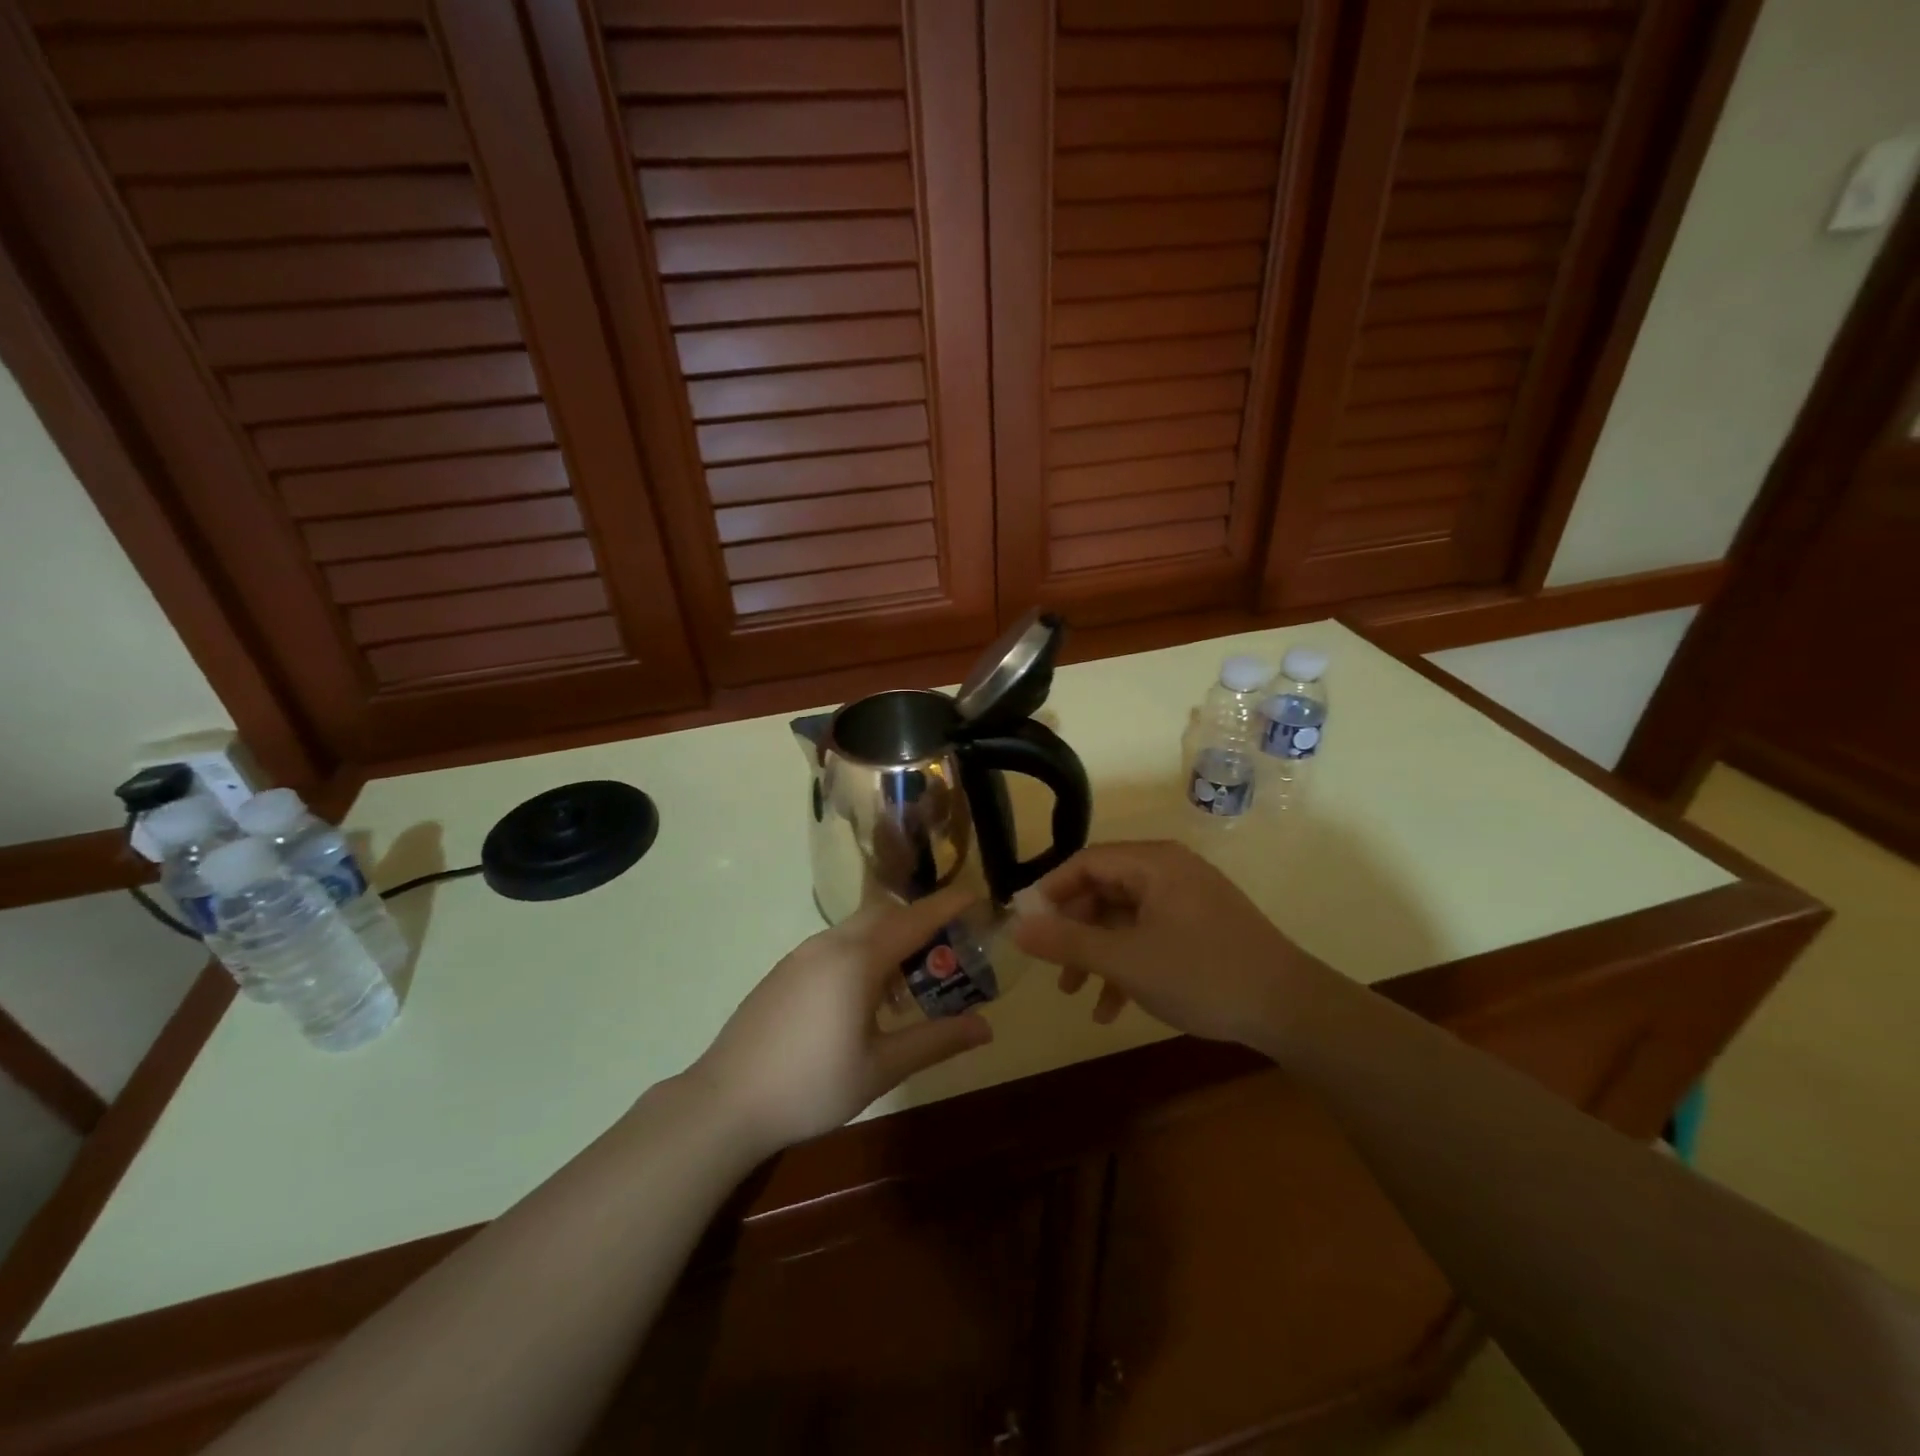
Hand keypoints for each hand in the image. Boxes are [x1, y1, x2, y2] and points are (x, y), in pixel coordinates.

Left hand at [688, 886, 992, 1158]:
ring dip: (889, 939)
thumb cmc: (811, 1086)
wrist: (725, 1102)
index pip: (914, 918)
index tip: (977, 897)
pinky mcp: (784, 970)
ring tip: (909, 981)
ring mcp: (802, 954)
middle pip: (885, 914)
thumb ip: (935, 1041)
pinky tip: (864, 997)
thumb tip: (985, 1027)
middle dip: (920, 921)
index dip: (948, 905)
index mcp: (857, 959)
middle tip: (949, 947)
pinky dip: (862, 952)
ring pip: (857, 928)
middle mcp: (830, 944)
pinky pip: (835, 944)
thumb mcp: (881, 1068)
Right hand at [1009, 840, 1329, 1047]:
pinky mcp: (1202, 927)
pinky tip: (1113, 1007)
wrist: (1292, 1010)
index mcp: (1153, 864)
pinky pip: (1150, 935)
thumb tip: (1016, 926)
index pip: (1086, 862)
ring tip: (1075, 994)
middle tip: (1051, 965)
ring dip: (1097, 954)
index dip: (1050, 892)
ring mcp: (1188, 899)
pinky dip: (1128, 964)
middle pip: (1104, 890)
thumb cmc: (1202, 974)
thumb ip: (1067, 942)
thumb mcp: (1126, 960)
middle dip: (1074, 931)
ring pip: (1125, 918)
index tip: (1027, 925)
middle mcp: (1169, 871)